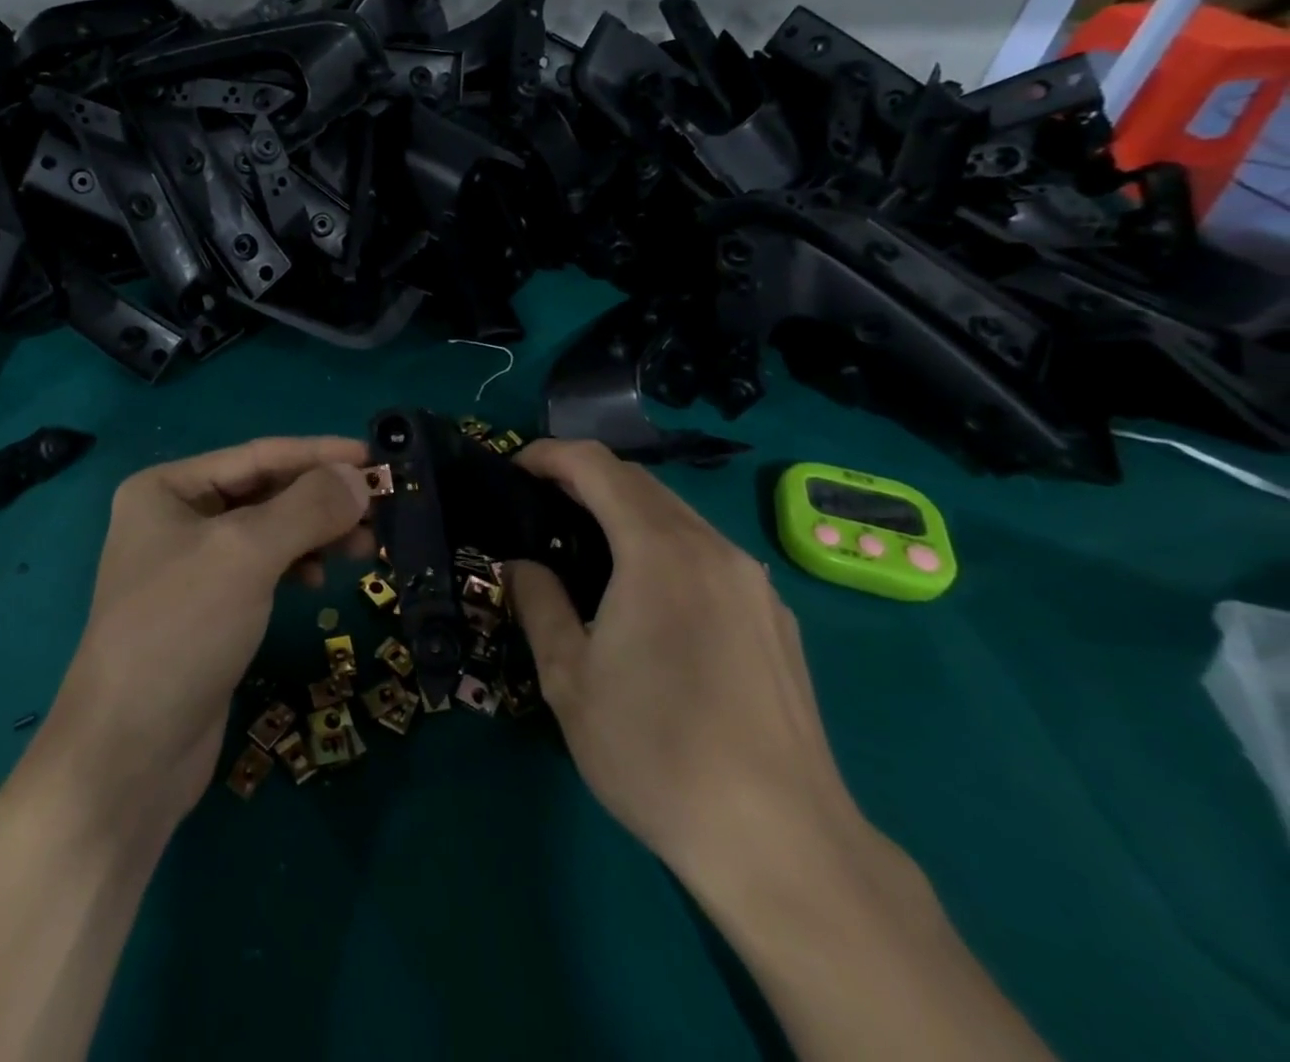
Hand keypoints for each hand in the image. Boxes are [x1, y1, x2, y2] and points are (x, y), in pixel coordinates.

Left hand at [48, 436, 372, 820]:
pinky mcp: (208, 609)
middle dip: (322, 498)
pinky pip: (263, 569)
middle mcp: (175, 519)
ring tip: (366, 547)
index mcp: (167, 488)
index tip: (375, 457)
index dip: (319, 454)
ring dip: (317, 534)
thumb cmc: (182, 630)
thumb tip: (359, 477)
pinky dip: (297, 567)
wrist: (130, 753)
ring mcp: (190, 567)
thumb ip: (307, 507)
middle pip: (265, 492)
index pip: (258, 455)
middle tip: (380, 509)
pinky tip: (320, 581)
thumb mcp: (246, 554)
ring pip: (268, 532)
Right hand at [503, 440, 870, 900]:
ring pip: (678, 515)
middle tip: (538, 503)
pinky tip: (645, 592)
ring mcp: (753, 582)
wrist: (783, 843)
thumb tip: (522, 563)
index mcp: (659, 551)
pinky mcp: (775, 616)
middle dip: (584, 477)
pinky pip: (707, 552)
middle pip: (641, 481)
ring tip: (584, 543)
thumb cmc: (656, 752)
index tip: (514, 468)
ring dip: (625, 509)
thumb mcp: (568, 679)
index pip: (597, 466)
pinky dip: (662, 542)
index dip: (550, 454)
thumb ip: (538, 602)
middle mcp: (714, 549)